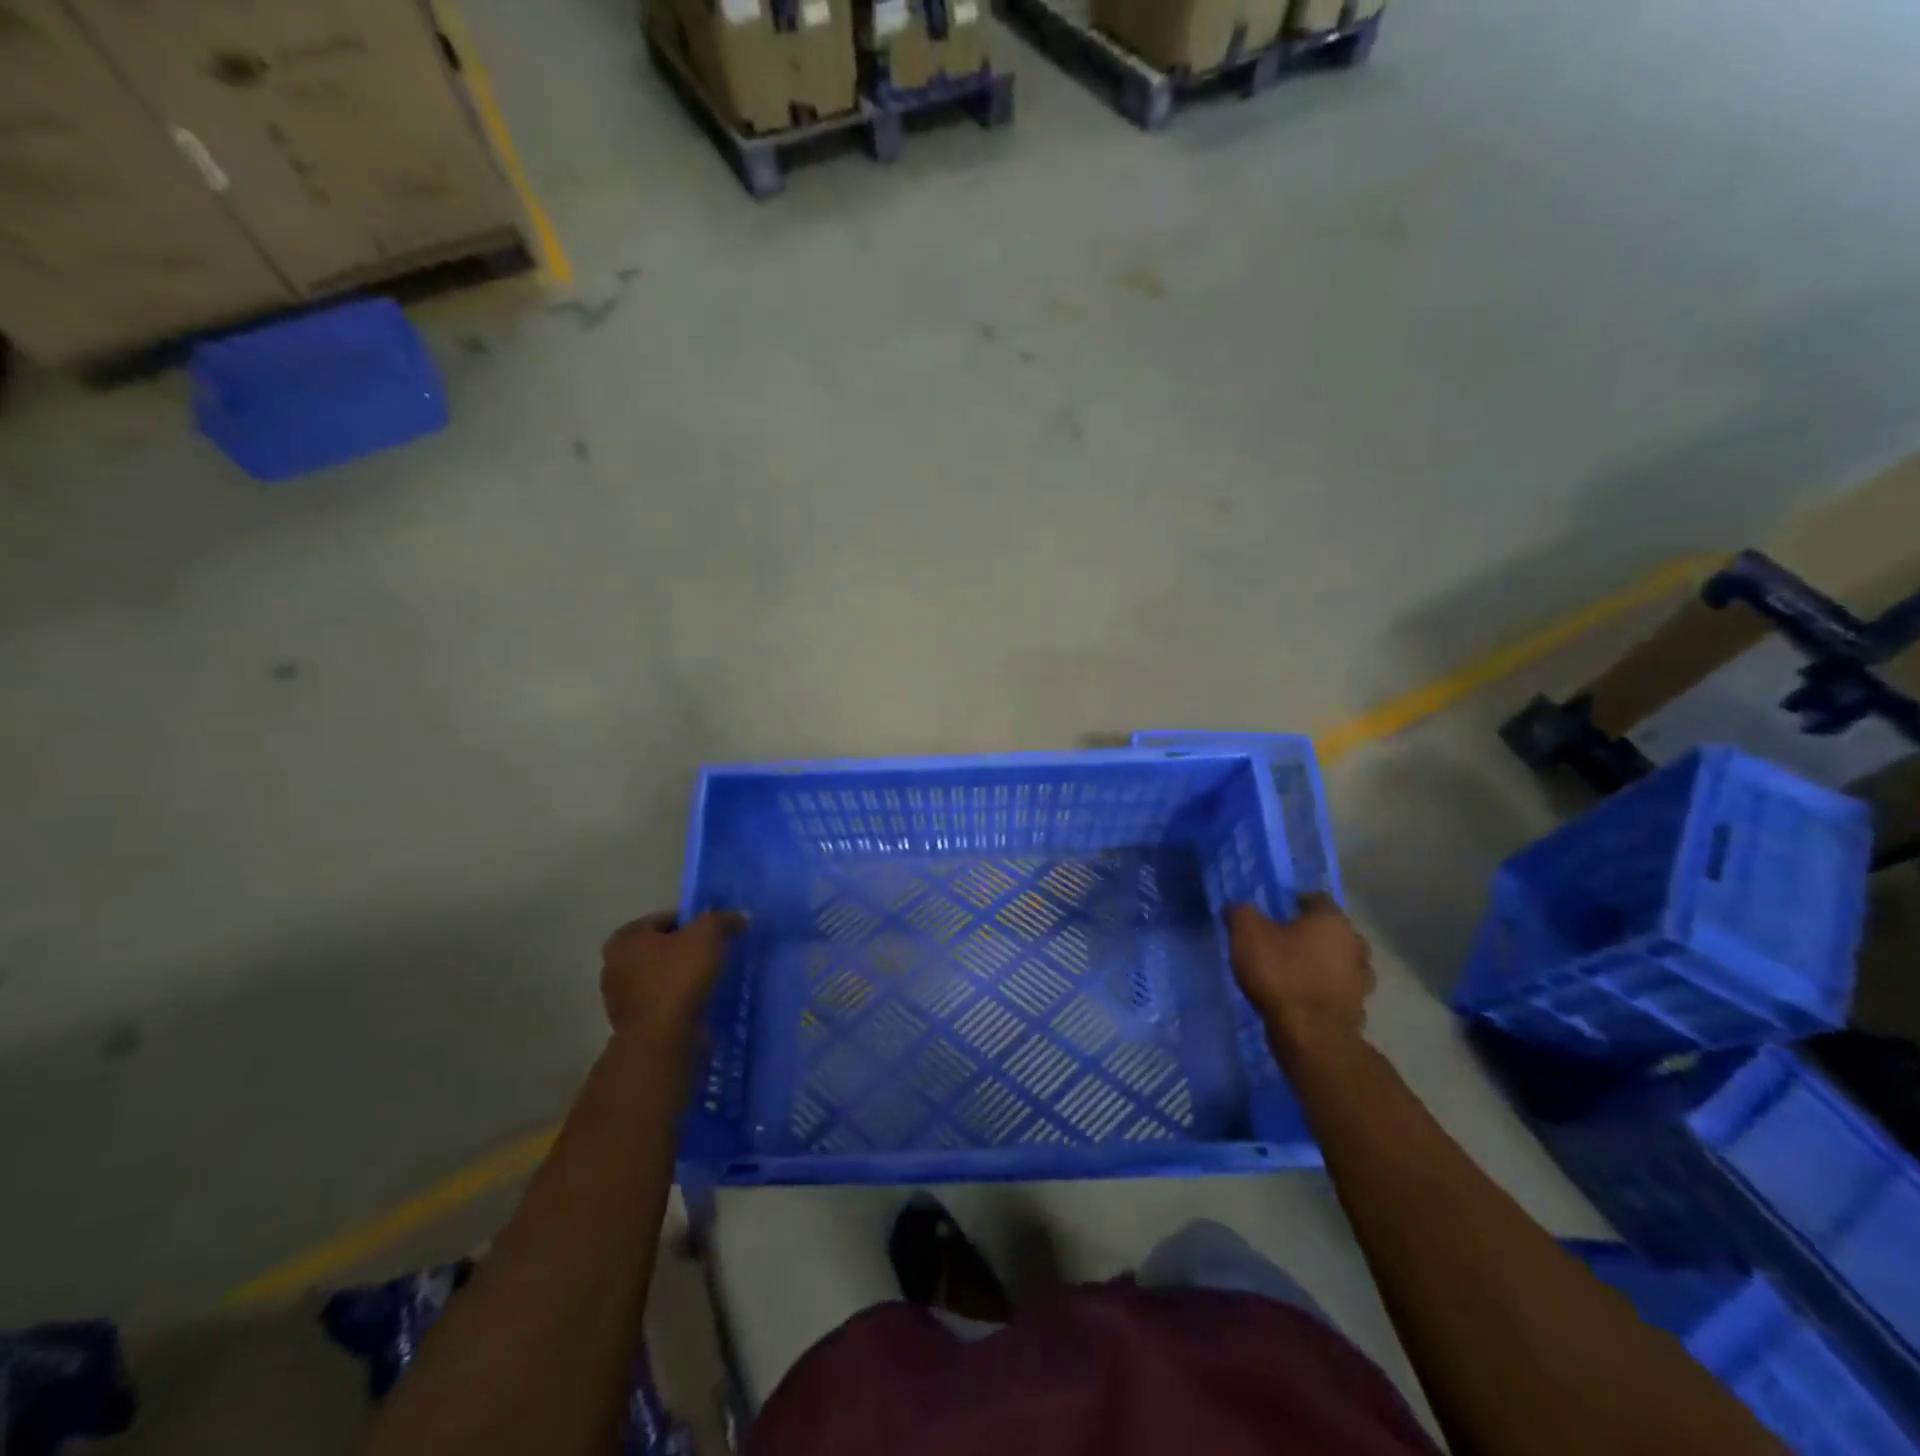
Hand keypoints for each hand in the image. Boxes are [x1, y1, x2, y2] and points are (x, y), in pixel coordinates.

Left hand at [599, 910, 745, 1043]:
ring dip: (685, 977)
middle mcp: (614, 965)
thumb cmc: (678, 978)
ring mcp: (621, 999)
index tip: (718, 932)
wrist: (663, 1040)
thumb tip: (740, 917)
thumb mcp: (707, 935)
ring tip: (714, 979)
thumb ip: (723, 919)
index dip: (695, 922)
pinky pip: (664, 1002)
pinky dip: (681, 1000)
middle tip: (718, 954)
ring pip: (663, 976)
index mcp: (625, 938)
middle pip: (663, 948)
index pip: (667, 919)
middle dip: (689, 950)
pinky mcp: (635, 1025)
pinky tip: (703, 1001)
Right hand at [1226, 895, 1373, 1054]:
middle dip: (1314, 934)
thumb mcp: (1247, 934)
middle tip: (1286, 941)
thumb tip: (1237, 906)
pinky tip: (1307, 997)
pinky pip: (1341, 991)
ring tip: (1299, 971)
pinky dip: (1327, 991)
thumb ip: (1241, 912)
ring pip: (1343, 962)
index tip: (1276, 913)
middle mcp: (1354, 944)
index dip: (1296, 903)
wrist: (1310, 1035)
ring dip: (1326, 964)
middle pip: (1335, 931)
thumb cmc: (1280, 974)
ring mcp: (1360, 979)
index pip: (1317, 899)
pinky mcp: (1357, 1009)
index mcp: (1331, 920)